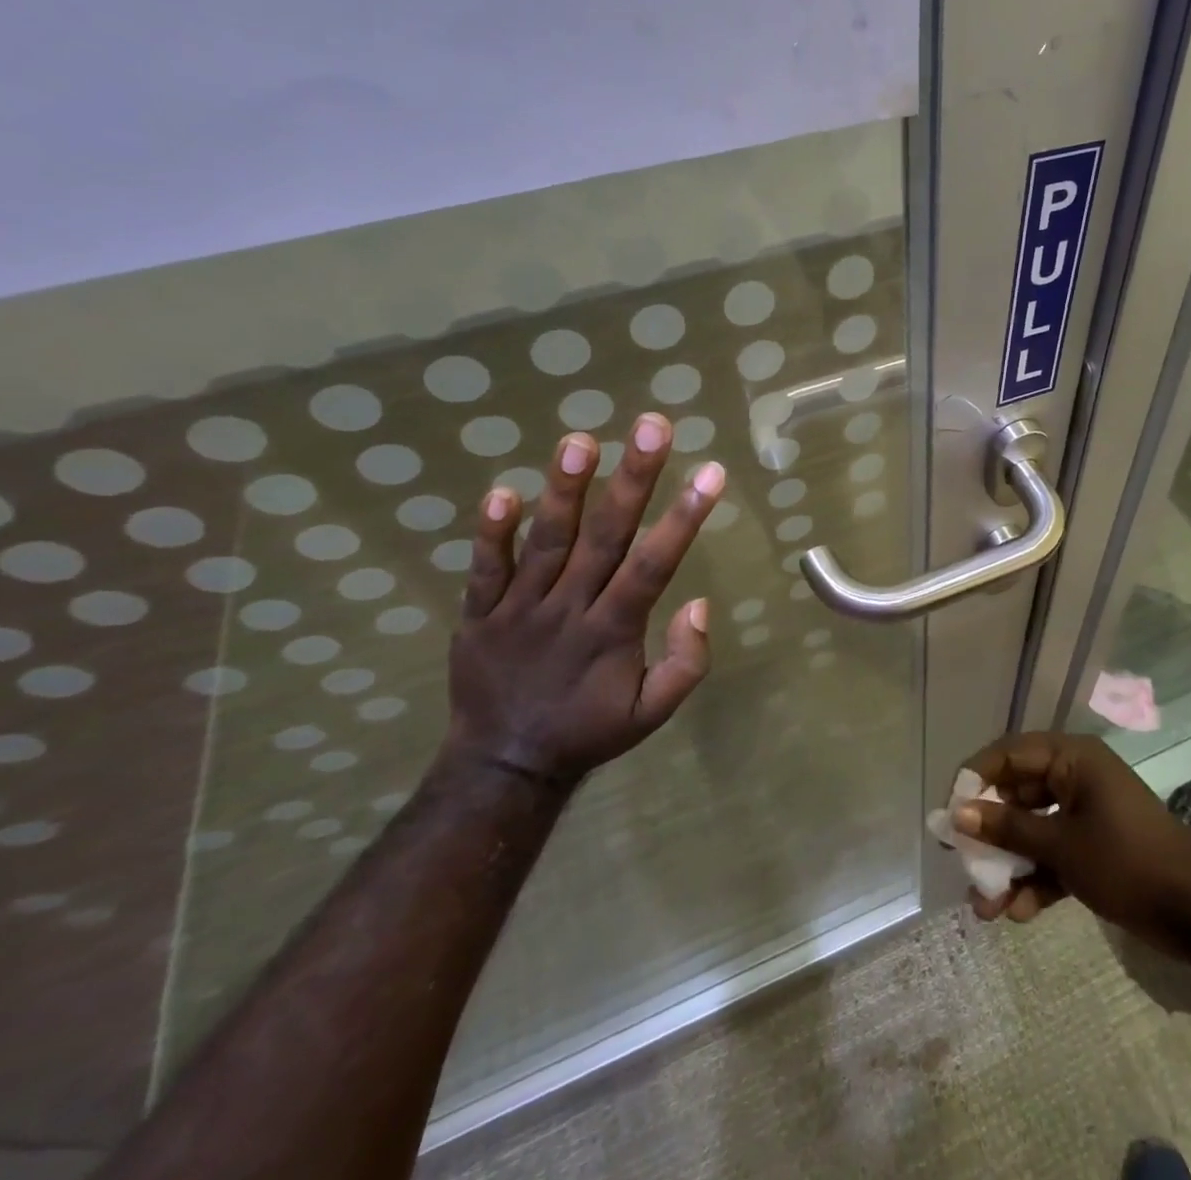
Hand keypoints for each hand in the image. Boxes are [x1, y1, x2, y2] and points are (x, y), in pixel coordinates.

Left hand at [444, 414, 722, 786]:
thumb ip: (686, 663)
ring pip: (546, 542)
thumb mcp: (651, 713)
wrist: (502, 765)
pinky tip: (503, 491)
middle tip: (652, 426)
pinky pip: (484, 569)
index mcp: (613, 632)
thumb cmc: (589, 731)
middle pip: (605, 537)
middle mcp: (569, 610)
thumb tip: (700, 604)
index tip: (711, 471)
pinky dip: (491, 532)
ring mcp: (519, 609)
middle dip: (633, 479)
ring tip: (580, 439)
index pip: (655, 565)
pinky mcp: (478, 615)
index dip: (684, 517)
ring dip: (565, 490)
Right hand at [952, 732, 1190, 950]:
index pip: (1008, 754)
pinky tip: (1019, 914)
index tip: (948, 814)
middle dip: (991, 835)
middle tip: (963, 864)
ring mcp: (1087, 812)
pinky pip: (1055, 853)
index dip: (975, 780)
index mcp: (1072, 758)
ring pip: (1034, 830)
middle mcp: (1076, 776)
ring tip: (986, 907)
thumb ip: (1008, 828)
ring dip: (1010, 865)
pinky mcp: (1096, 846)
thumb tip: (957, 814)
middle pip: (1018, 795)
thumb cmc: (1127, 862)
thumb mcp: (1062, 845)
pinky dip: (1037, 878)